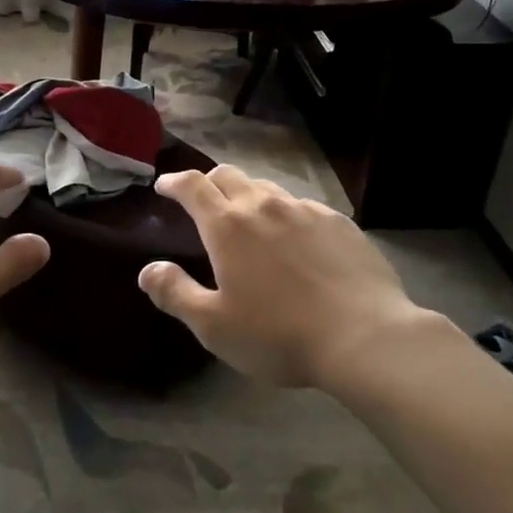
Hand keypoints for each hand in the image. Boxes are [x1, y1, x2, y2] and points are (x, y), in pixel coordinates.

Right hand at [137, 166, 425, 387]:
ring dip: (248, 196)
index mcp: (227, 226)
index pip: (192, 186)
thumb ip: (175, 294)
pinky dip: (286, 214)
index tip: (164, 186)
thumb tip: (147, 270)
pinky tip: (296, 240)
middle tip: (203, 201)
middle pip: (228, 175)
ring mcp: (304, 210)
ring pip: (266, 188)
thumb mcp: (214, 326)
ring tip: (249, 220)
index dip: (174, 182)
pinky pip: (302, 206)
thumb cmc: (279, 334)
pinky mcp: (338, 222)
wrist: (365, 336)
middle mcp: (263, 206)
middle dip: (208, 182)